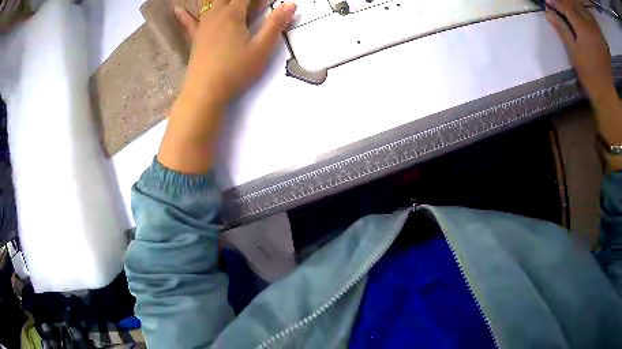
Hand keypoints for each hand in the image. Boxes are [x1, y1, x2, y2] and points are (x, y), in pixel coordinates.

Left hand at [174, 0, 296, 108]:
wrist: (205, 91)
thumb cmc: (235, 70)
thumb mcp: (261, 48)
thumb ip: (276, 24)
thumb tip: (290, 4)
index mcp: (233, 15)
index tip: (265, 2)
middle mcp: (216, 15)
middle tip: (249, 4)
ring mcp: (203, 26)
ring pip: (209, 4)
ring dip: (219, 0)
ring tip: (227, 2)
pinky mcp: (195, 38)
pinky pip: (188, 22)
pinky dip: (183, 14)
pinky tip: (176, 8)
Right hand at [545, 0, 615, 102]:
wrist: (606, 94)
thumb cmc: (589, 74)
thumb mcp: (573, 52)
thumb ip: (562, 30)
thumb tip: (548, 13)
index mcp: (581, 27)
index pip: (565, 8)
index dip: (555, 3)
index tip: (546, 2)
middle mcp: (586, 27)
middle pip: (572, 12)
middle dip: (563, 8)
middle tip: (554, 10)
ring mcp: (592, 35)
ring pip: (579, 19)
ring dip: (570, 16)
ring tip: (563, 18)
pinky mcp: (596, 43)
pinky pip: (584, 27)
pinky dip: (578, 25)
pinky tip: (574, 29)